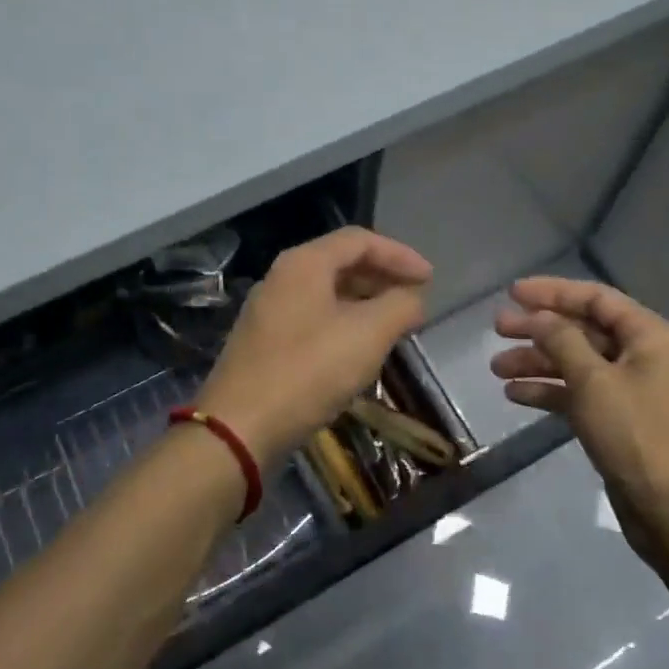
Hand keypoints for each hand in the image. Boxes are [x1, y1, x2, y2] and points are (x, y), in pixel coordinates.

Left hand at [197, 228, 431, 466]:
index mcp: (303, 264)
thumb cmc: (309, 371)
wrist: (240, 427)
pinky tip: (359, 351)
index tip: (429, 279)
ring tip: (394, 326)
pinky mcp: (264, 343)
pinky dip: (343, 324)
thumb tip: (413, 298)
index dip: (399, 255)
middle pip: (341, 263)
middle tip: (414, 301)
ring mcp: (269, 311)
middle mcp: (281, 278)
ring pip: (326, 294)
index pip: (360, 240)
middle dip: (382, 278)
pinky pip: (313, 319)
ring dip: (364, 303)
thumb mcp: (368, 335)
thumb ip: (399, 307)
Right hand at [490, 277, 668, 562]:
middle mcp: (640, 356)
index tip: (512, 293)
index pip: (595, 298)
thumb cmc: (636, 434)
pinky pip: (576, 394)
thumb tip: (537, 316)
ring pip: (575, 363)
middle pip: (582, 330)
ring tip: (496, 368)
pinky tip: (514, 395)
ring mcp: (628, 390)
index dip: (552, 292)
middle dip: (538, 329)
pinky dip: (548, 391)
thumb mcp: (593, 380)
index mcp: (647, 336)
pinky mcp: (616, 421)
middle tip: (497, 329)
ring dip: (536, 362)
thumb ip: (561, 340)